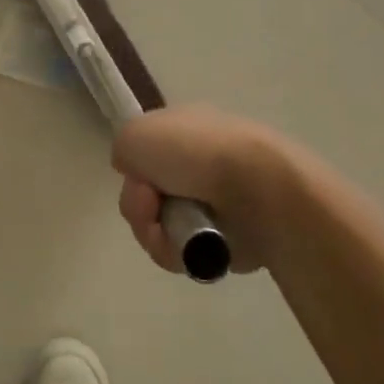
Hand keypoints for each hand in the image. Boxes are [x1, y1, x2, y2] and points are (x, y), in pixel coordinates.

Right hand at [111, 105, 284, 273]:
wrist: (259, 190)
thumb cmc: (196, 153)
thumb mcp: (136, 134)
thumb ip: (124, 150)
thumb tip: (141, 177)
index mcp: (186, 129)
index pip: (144, 154)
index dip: (134, 171)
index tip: (137, 178)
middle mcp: (200, 163)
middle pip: (147, 195)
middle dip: (140, 207)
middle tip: (152, 207)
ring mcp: (215, 202)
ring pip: (161, 227)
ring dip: (155, 234)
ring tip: (172, 235)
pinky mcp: (228, 239)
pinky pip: (185, 252)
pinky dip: (178, 253)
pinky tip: (189, 250)